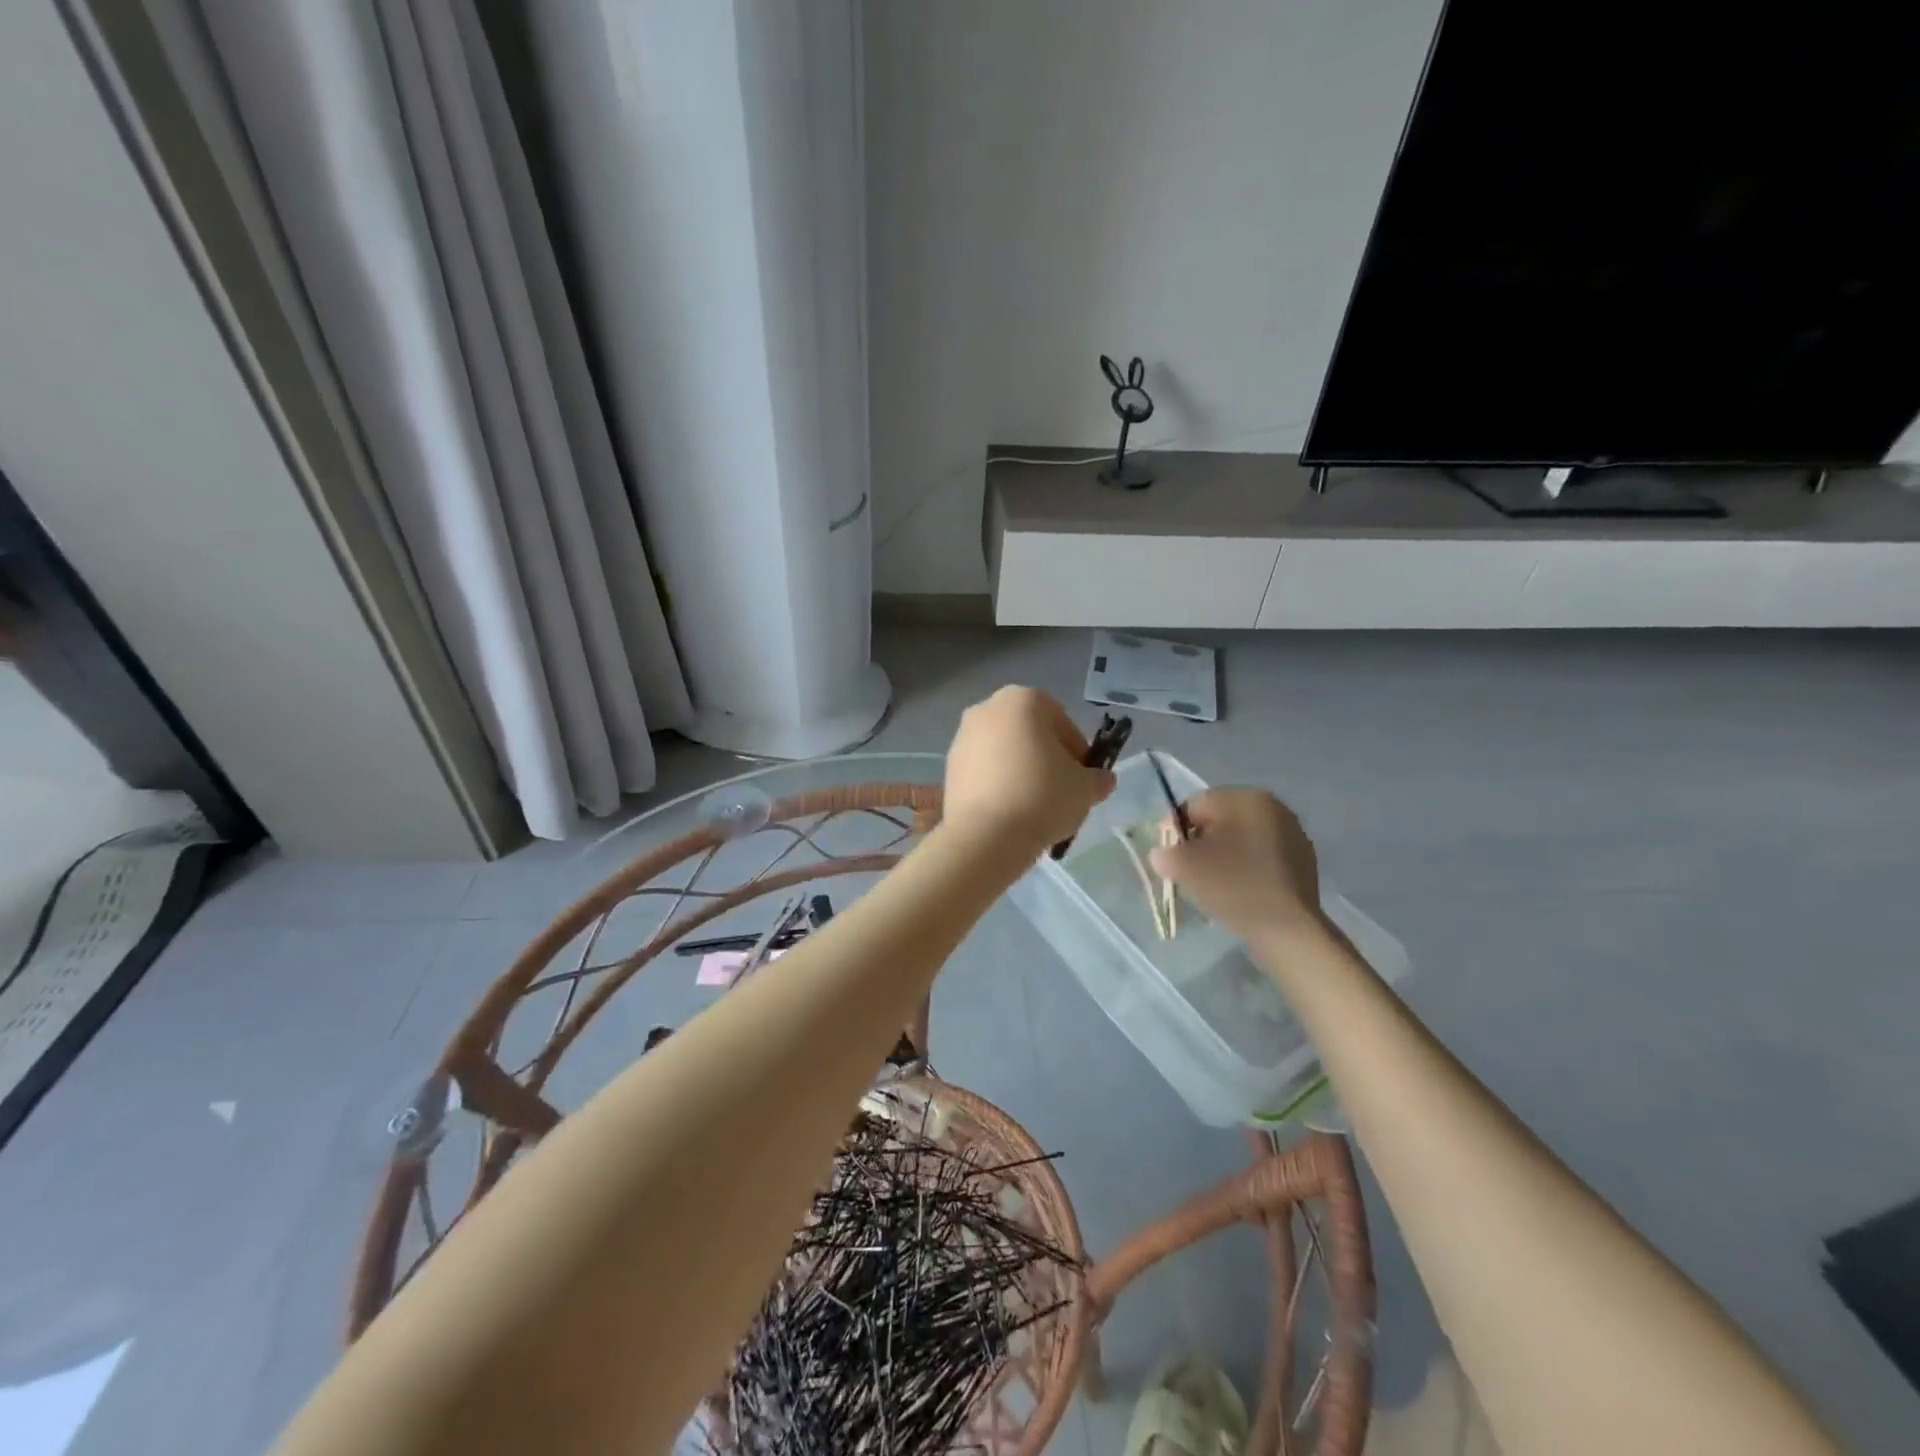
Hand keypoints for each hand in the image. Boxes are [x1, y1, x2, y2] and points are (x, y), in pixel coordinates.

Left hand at [942, 687, 1114, 851]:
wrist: (986, 836)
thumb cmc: (1042, 797)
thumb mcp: (1085, 788)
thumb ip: (1098, 779)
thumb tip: (1102, 780)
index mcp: (1023, 700)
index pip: (1061, 721)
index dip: (1077, 750)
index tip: (1083, 777)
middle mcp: (987, 708)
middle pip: (1029, 732)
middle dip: (1046, 757)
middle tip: (1061, 790)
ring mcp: (962, 737)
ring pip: (1004, 750)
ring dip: (1020, 770)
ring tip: (1034, 805)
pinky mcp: (949, 767)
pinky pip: (983, 770)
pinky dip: (998, 783)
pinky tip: (1010, 811)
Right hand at [1149, 788, 1324, 943]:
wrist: (1287, 929)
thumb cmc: (1232, 885)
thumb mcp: (1184, 866)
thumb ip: (1165, 852)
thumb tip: (1164, 853)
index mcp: (1244, 797)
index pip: (1194, 805)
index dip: (1174, 829)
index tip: (1169, 856)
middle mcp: (1273, 806)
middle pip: (1221, 819)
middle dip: (1201, 841)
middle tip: (1189, 869)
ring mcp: (1293, 833)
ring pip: (1243, 837)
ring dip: (1225, 853)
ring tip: (1215, 882)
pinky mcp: (1304, 860)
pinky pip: (1263, 855)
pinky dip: (1248, 867)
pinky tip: (1241, 890)